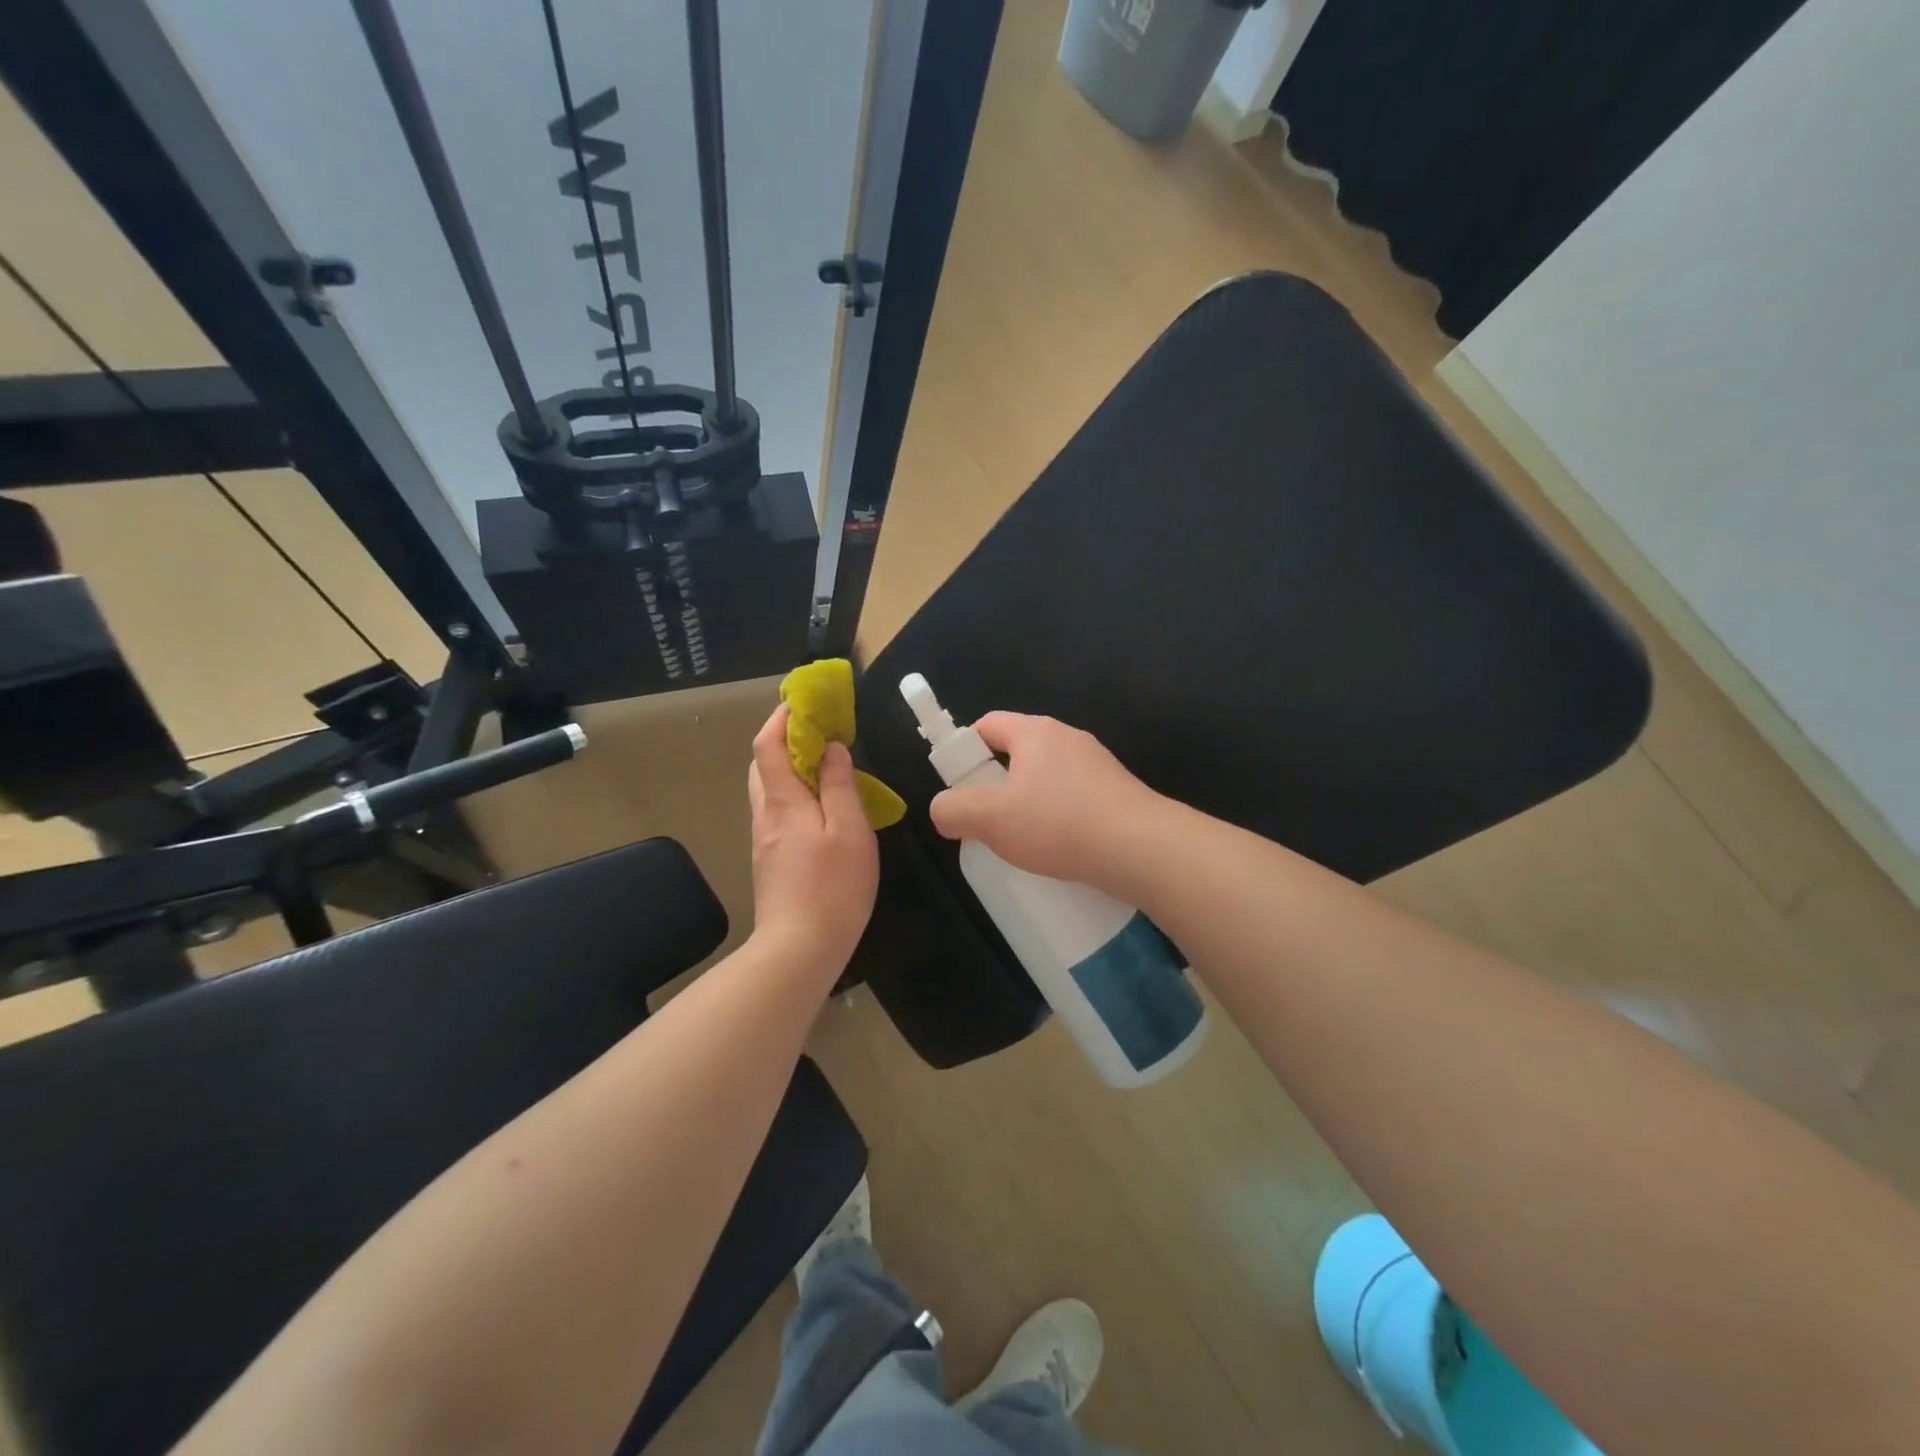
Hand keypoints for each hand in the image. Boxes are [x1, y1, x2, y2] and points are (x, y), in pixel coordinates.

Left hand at [746, 705, 878, 975]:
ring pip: (768, 791)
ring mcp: (764, 841)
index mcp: (783, 803)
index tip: (804, 703)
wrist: (799, 950)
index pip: (767, 745)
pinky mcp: (770, 860)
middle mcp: (765, 816)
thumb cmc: (833, 887)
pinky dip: (793, 795)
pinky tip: (820, 809)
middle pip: (761, 765)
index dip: (781, 718)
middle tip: (819, 734)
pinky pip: (776, 812)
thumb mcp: (849, 831)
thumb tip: (832, 748)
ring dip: (788, 769)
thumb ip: (839, 786)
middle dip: (783, 740)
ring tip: (824, 768)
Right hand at [928, 712, 1166, 890]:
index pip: (988, 724)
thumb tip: (943, 810)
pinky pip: (1073, 801)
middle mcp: (1069, 739)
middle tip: (984, 820)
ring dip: (1028, 805)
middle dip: (995, 784)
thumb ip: (954, 810)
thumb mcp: (990, 819)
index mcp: (1036, 733)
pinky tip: (1056, 851)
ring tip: (1020, 843)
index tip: (957, 785)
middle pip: (1018, 753)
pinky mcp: (1117, 795)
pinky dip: (1057, 820)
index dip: (964, 748)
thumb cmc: (1058, 823)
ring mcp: (1098, 767)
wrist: (1142, 849)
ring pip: (1047, 780)